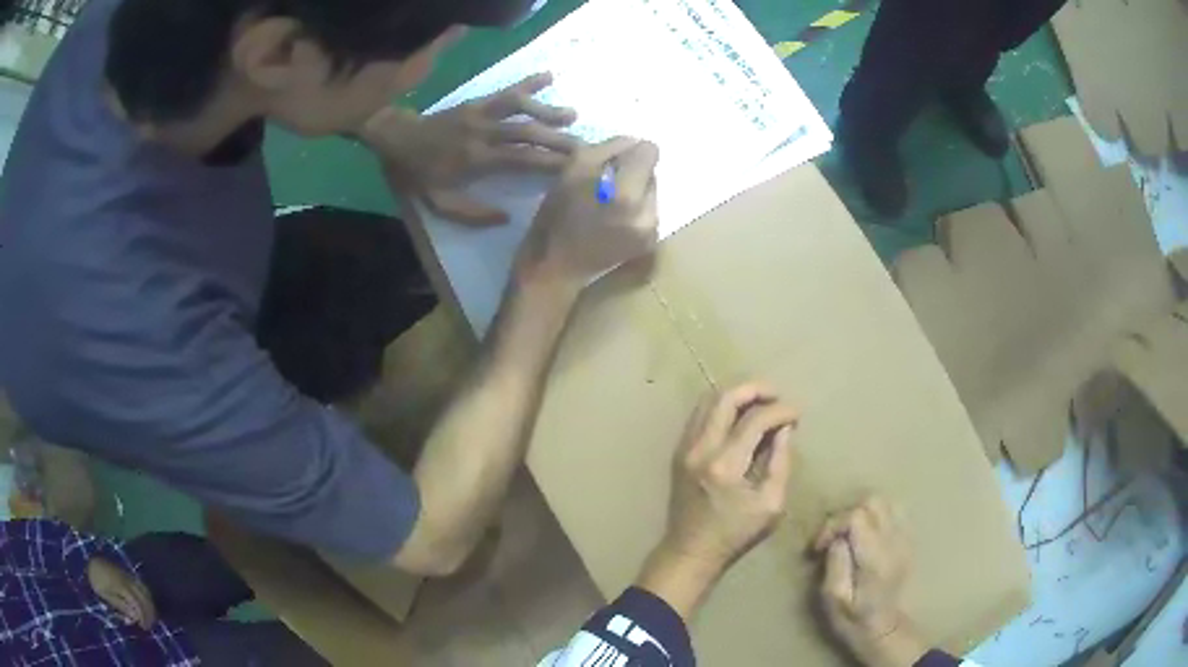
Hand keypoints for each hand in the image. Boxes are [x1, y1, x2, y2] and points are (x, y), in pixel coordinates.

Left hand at [87, 557, 155, 629]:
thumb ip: (120, 605)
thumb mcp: (104, 594)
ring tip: (149, 615)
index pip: (137, 605)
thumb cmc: (95, 579)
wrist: (88, 557)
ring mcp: (127, 574)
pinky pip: (140, 584)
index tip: (144, 628)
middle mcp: (126, 580)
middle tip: (148, 624)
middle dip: (148, 612)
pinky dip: (145, 594)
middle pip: (143, 598)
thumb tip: (135, 617)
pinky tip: (144, 601)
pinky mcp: (126, 572)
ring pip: (143, 590)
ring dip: (149, 604)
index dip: (143, 618)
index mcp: (121, 586)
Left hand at [364, 73, 578, 224]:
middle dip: (558, 138)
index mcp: (475, 159)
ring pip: (520, 107)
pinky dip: (528, 83)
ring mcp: (480, 113)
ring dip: (547, 110)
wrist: (394, 138)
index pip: (520, 160)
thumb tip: (506, 217)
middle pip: (527, 132)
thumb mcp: (435, 202)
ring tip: (572, 115)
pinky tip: (549, 76)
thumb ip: (470, 213)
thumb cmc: (415, 173)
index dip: (549, 163)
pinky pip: (505, 91)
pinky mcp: (476, 102)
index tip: (575, 169)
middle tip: (586, 146)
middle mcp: (482, 133)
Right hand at [515, 136, 660, 295]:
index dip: (631, 151)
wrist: (556, 270)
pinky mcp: (649, 244)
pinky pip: (648, 211)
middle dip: (631, 173)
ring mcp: (652, 230)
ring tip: (605, 204)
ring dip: (632, 192)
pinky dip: (633, 210)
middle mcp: (648, 212)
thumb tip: (633, 142)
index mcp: (627, 193)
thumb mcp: (573, 170)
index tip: (611, 162)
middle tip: (603, 185)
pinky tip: (611, 220)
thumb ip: (607, 148)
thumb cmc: (557, 217)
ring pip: (651, 192)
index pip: (651, 151)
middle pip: (652, 172)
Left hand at [660, 384, 797, 571]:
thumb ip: (780, 462)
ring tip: (762, 402)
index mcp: (724, 466)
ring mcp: (684, 447)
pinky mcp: (678, 451)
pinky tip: (740, 416)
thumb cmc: (734, 534)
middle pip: (725, 397)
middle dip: (756, 389)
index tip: (797, 414)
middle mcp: (700, 449)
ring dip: (737, 394)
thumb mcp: (771, 506)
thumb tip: (784, 428)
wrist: (689, 551)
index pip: (755, 420)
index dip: (780, 410)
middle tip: (778, 395)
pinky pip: (699, 414)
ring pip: (708, 400)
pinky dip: (721, 406)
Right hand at [814, 497, 925, 666]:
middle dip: (847, 513)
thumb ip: (835, 564)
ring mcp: (905, 539)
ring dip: (863, 512)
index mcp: (875, 557)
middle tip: (833, 537)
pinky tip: (866, 535)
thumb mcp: (834, 600)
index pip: (856, 516)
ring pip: (886, 502)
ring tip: (849, 534)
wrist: (887, 629)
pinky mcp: (908, 541)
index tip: (819, 547)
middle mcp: (894, 541)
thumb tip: (835, 540)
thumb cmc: (854, 620)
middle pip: (873, 501)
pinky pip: (896, 512)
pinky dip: (878, 516)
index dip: (833, 525)